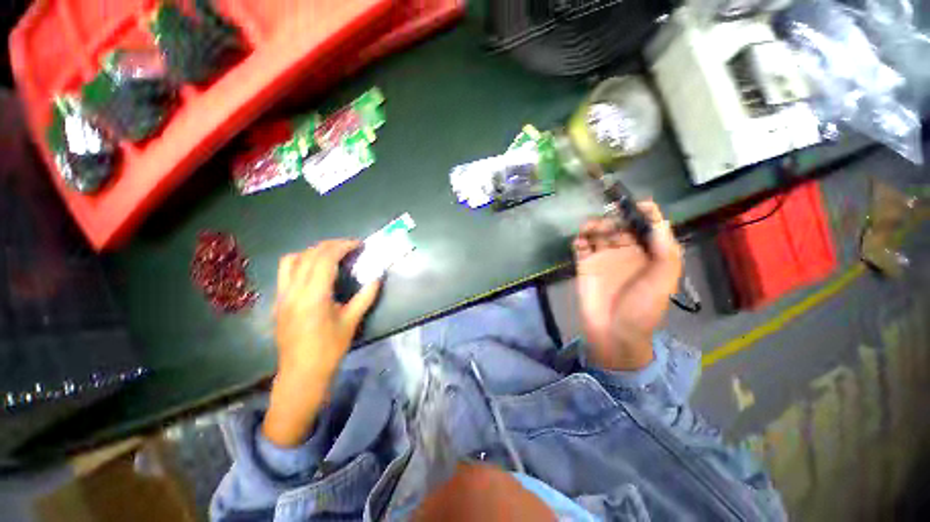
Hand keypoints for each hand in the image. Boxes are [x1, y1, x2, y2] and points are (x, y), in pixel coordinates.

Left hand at [263, 240, 380, 446]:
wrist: (301, 374)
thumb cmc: (329, 350)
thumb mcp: (352, 322)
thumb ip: (366, 296)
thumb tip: (378, 277)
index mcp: (313, 296)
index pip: (325, 259)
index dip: (343, 246)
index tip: (359, 244)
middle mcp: (293, 291)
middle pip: (309, 255)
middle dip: (331, 245)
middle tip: (350, 246)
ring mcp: (282, 295)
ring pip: (292, 259)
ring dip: (313, 251)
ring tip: (331, 255)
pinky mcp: (279, 301)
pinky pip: (286, 272)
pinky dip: (302, 262)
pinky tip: (316, 271)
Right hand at [573, 202, 682, 370]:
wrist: (612, 333)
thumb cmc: (641, 310)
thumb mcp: (662, 282)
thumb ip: (665, 252)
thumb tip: (659, 221)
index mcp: (648, 254)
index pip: (647, 226)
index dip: (644, 213)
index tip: (636, 205)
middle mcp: (626, 252)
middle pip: (620, 225)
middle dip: (614, 218)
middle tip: (607, 223)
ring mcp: (603, 258)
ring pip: (598, 232)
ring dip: (594, 225)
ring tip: (589, 229)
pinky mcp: (585, 265)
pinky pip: (581, 246)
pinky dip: (579, 239)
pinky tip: (580, 242)